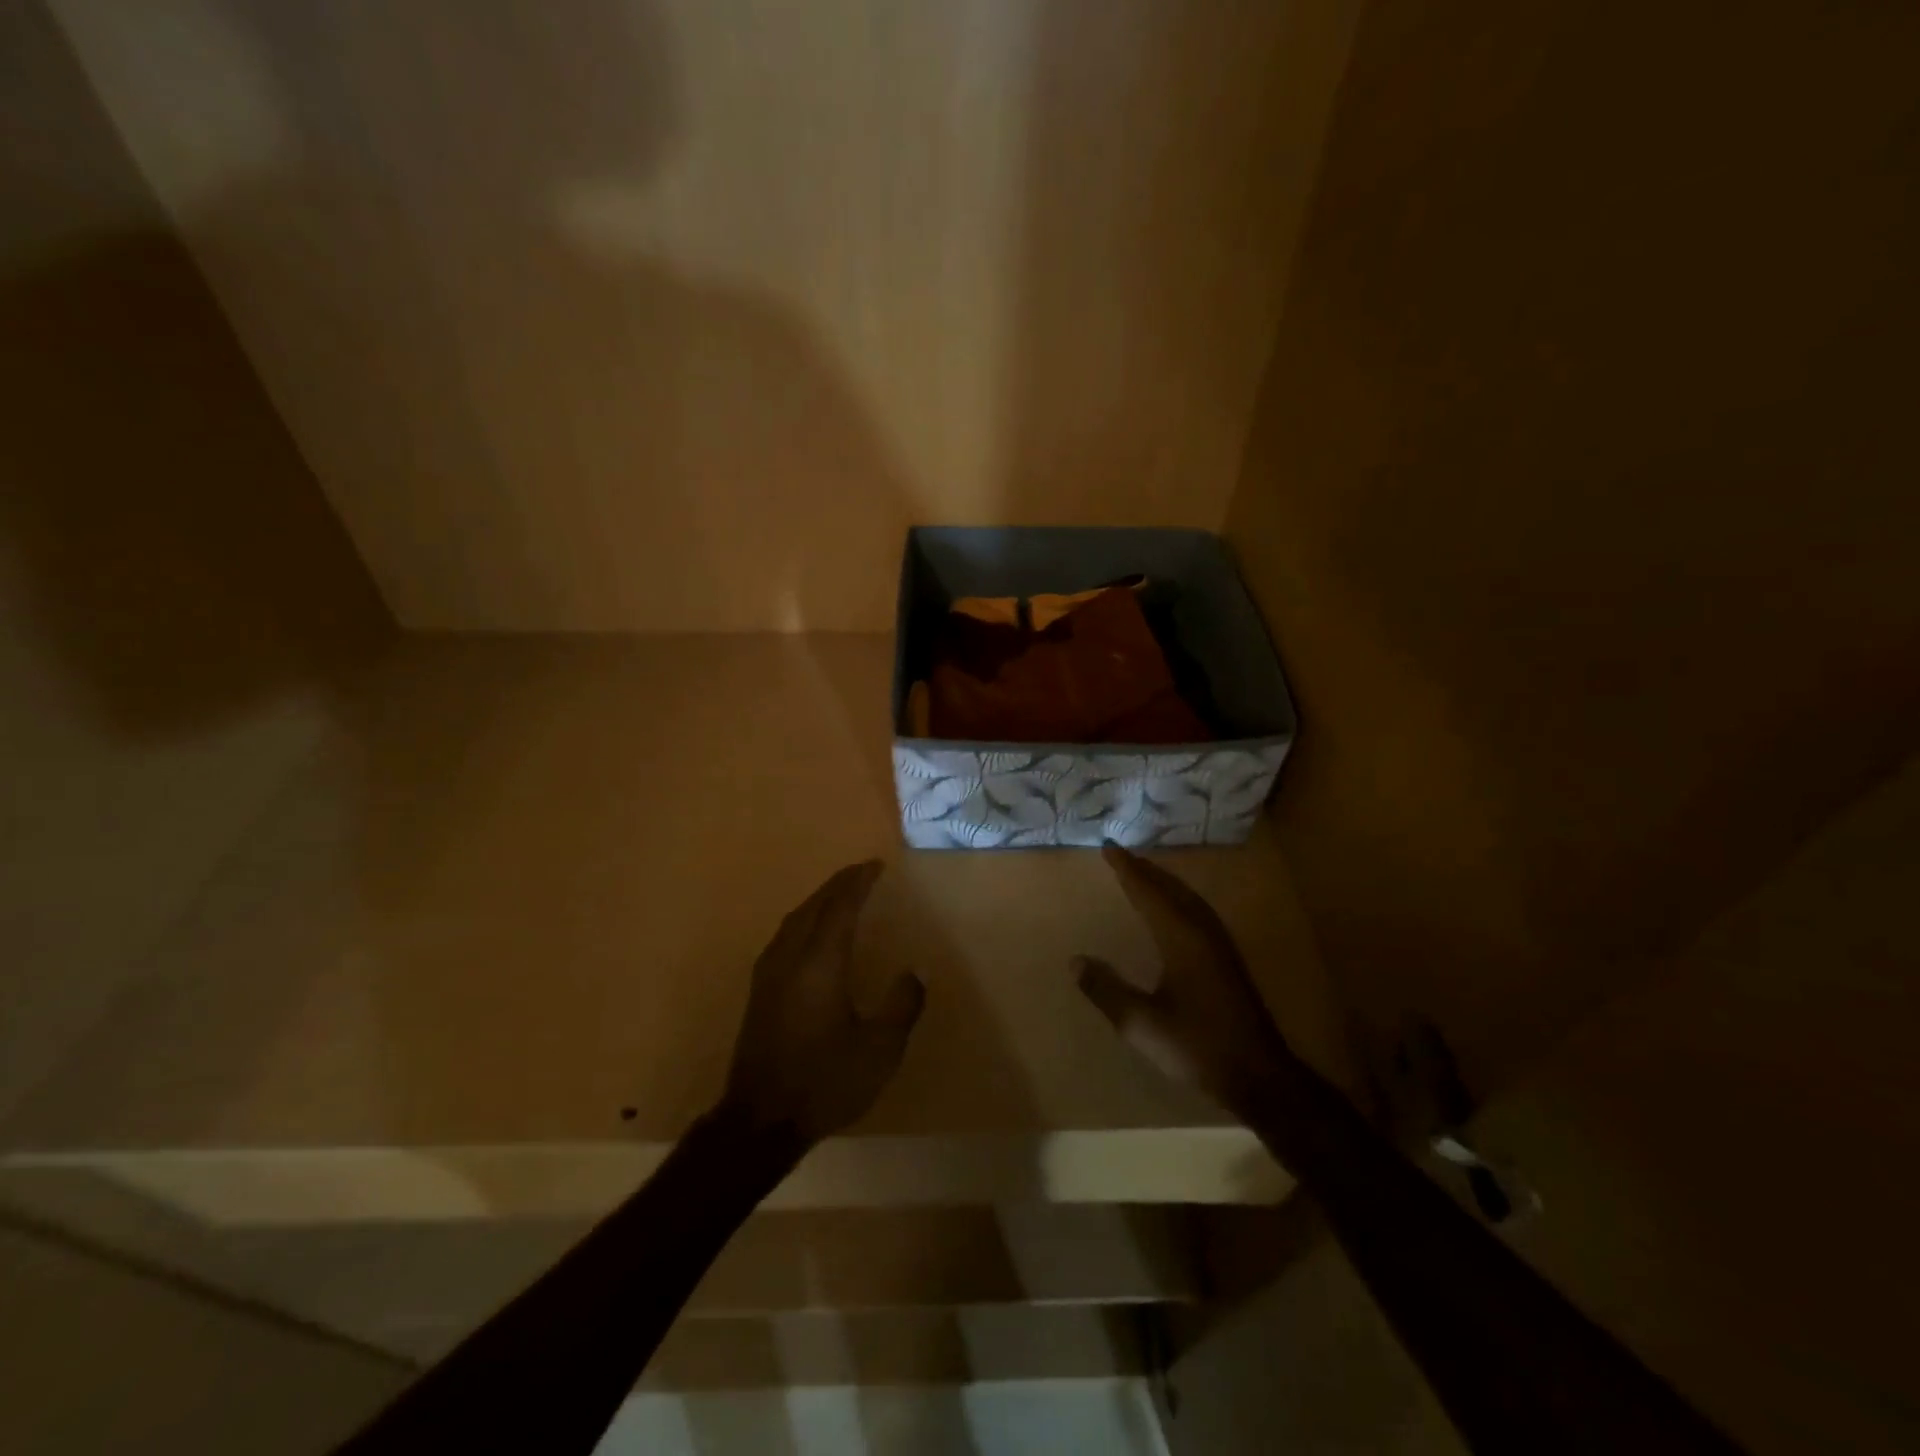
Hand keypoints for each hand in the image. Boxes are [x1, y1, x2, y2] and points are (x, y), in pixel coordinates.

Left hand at [718, 860, 924, 1145]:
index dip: (859, 882)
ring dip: (820, 899)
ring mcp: (769, 972)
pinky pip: (785, 934)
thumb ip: (901, 1006)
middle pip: (814, 905)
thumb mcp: (879, 1051)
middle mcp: (790, 957)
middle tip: (863, 871)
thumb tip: (915, 973)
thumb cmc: (824, 1082)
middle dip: (839, 884)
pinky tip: (812, 931)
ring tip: (841, 893)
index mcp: (820, 963)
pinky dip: (805, 918)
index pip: (841, 906)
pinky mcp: (759, 990)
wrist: (759, 1121)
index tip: (876, 865)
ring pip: (795, 918)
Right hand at [1074, 844, 1294, 1121]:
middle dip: (1145, 869)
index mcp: (1181, 938)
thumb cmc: (1196, 1046)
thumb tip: (1075, 961)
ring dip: (1164, 882)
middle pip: (1171, 888)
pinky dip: (1179, 898)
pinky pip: (1198, 911)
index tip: (1108, 847)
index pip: (1148, 892)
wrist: (1258, 1075)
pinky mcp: (1228, 960)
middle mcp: (1202, 932)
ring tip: (1144, 872)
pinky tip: (1175, 910)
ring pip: (1188, 898)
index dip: (1126, 869)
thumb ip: (1107, 990)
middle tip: (1121, 855)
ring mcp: (1220, 945)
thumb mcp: (1141, 1024)